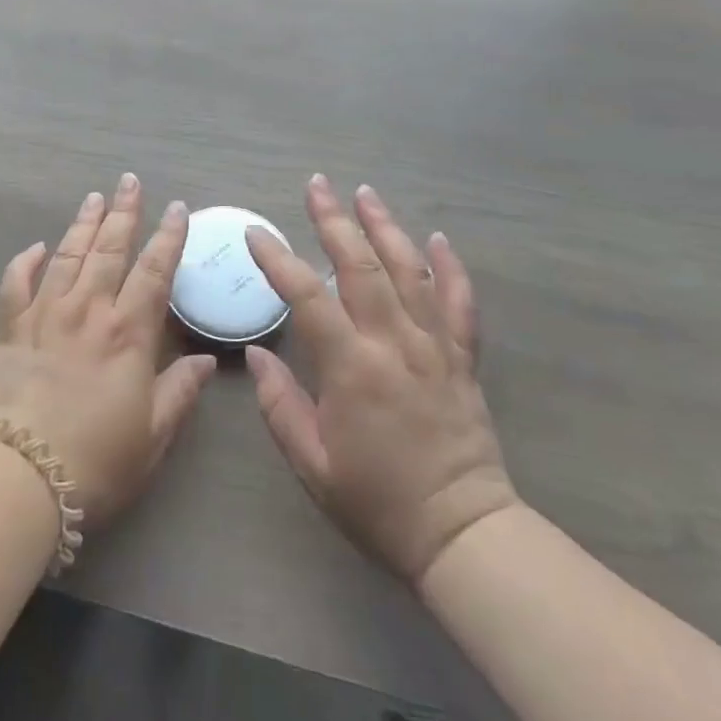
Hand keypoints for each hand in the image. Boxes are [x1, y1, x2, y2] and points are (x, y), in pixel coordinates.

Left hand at [0, 174, 217, 528]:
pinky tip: (35, 247)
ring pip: (66, 256)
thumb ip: (179, 392)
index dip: (168, 237)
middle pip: (109, 250)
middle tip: (129, 181)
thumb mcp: (152, 436)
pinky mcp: (8, 329)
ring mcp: (44, 315)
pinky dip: (25, 261)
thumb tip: (205, 361)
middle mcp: (87, 311)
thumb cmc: (95, 461)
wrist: (17, 476)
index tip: (176, 208)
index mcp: (127, 334)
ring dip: (82, 224)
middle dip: (123, 213)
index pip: (154, 272)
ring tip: (93, 198)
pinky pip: (16, 284)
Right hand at [244, 175, 516, 585]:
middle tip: (316, 185)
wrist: (463, 535)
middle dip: (334, 221)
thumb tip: (256, 353)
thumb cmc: (378, 502)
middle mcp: (394, 344)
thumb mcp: (312, 464)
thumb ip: (279, 405)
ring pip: (410, 271)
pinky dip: (450, 267)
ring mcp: (435, 347)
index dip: (278, 260)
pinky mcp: (463, 360)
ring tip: (365, 193)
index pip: (307, 297)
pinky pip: (460, 304)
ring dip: (385, 228)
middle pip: (361, 266)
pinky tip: (438, 238)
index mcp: (352, 368)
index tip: (257, 234)